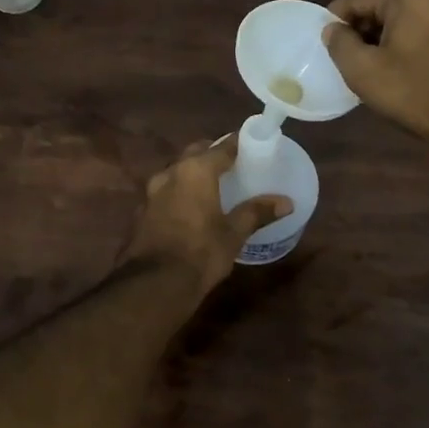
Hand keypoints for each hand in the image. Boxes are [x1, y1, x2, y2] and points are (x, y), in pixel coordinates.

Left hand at [124, 138, 291, 295]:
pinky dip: (178, 192)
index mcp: (196, 170)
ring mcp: (152, 191)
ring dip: (192, 172)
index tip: (252, 145)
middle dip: (212, 153)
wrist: (154, 284)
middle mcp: (171, 172)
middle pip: (195, 153)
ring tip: (210, 184)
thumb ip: (257, 212)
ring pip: (177, 171)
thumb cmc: (201, 252)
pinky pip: (165, 191)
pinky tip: (188, 207)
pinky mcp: (142, 211)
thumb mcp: (234, 233)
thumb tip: (286, 202)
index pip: (222, 146)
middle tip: (232, 163)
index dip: (238, 144)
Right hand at [323, 0, 428, 139]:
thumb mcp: (362, 69)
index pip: (358, 0)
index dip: (335, 19)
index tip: (323, 41)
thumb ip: (339, 43)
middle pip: (382, 6)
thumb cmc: (411, 91)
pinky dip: (404, 41)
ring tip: (368, 63)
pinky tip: (394, 65)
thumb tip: (333, 29)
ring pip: (402, 18)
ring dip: (382, 36)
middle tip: (345, 56)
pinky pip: (422, 28)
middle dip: (361, 29)